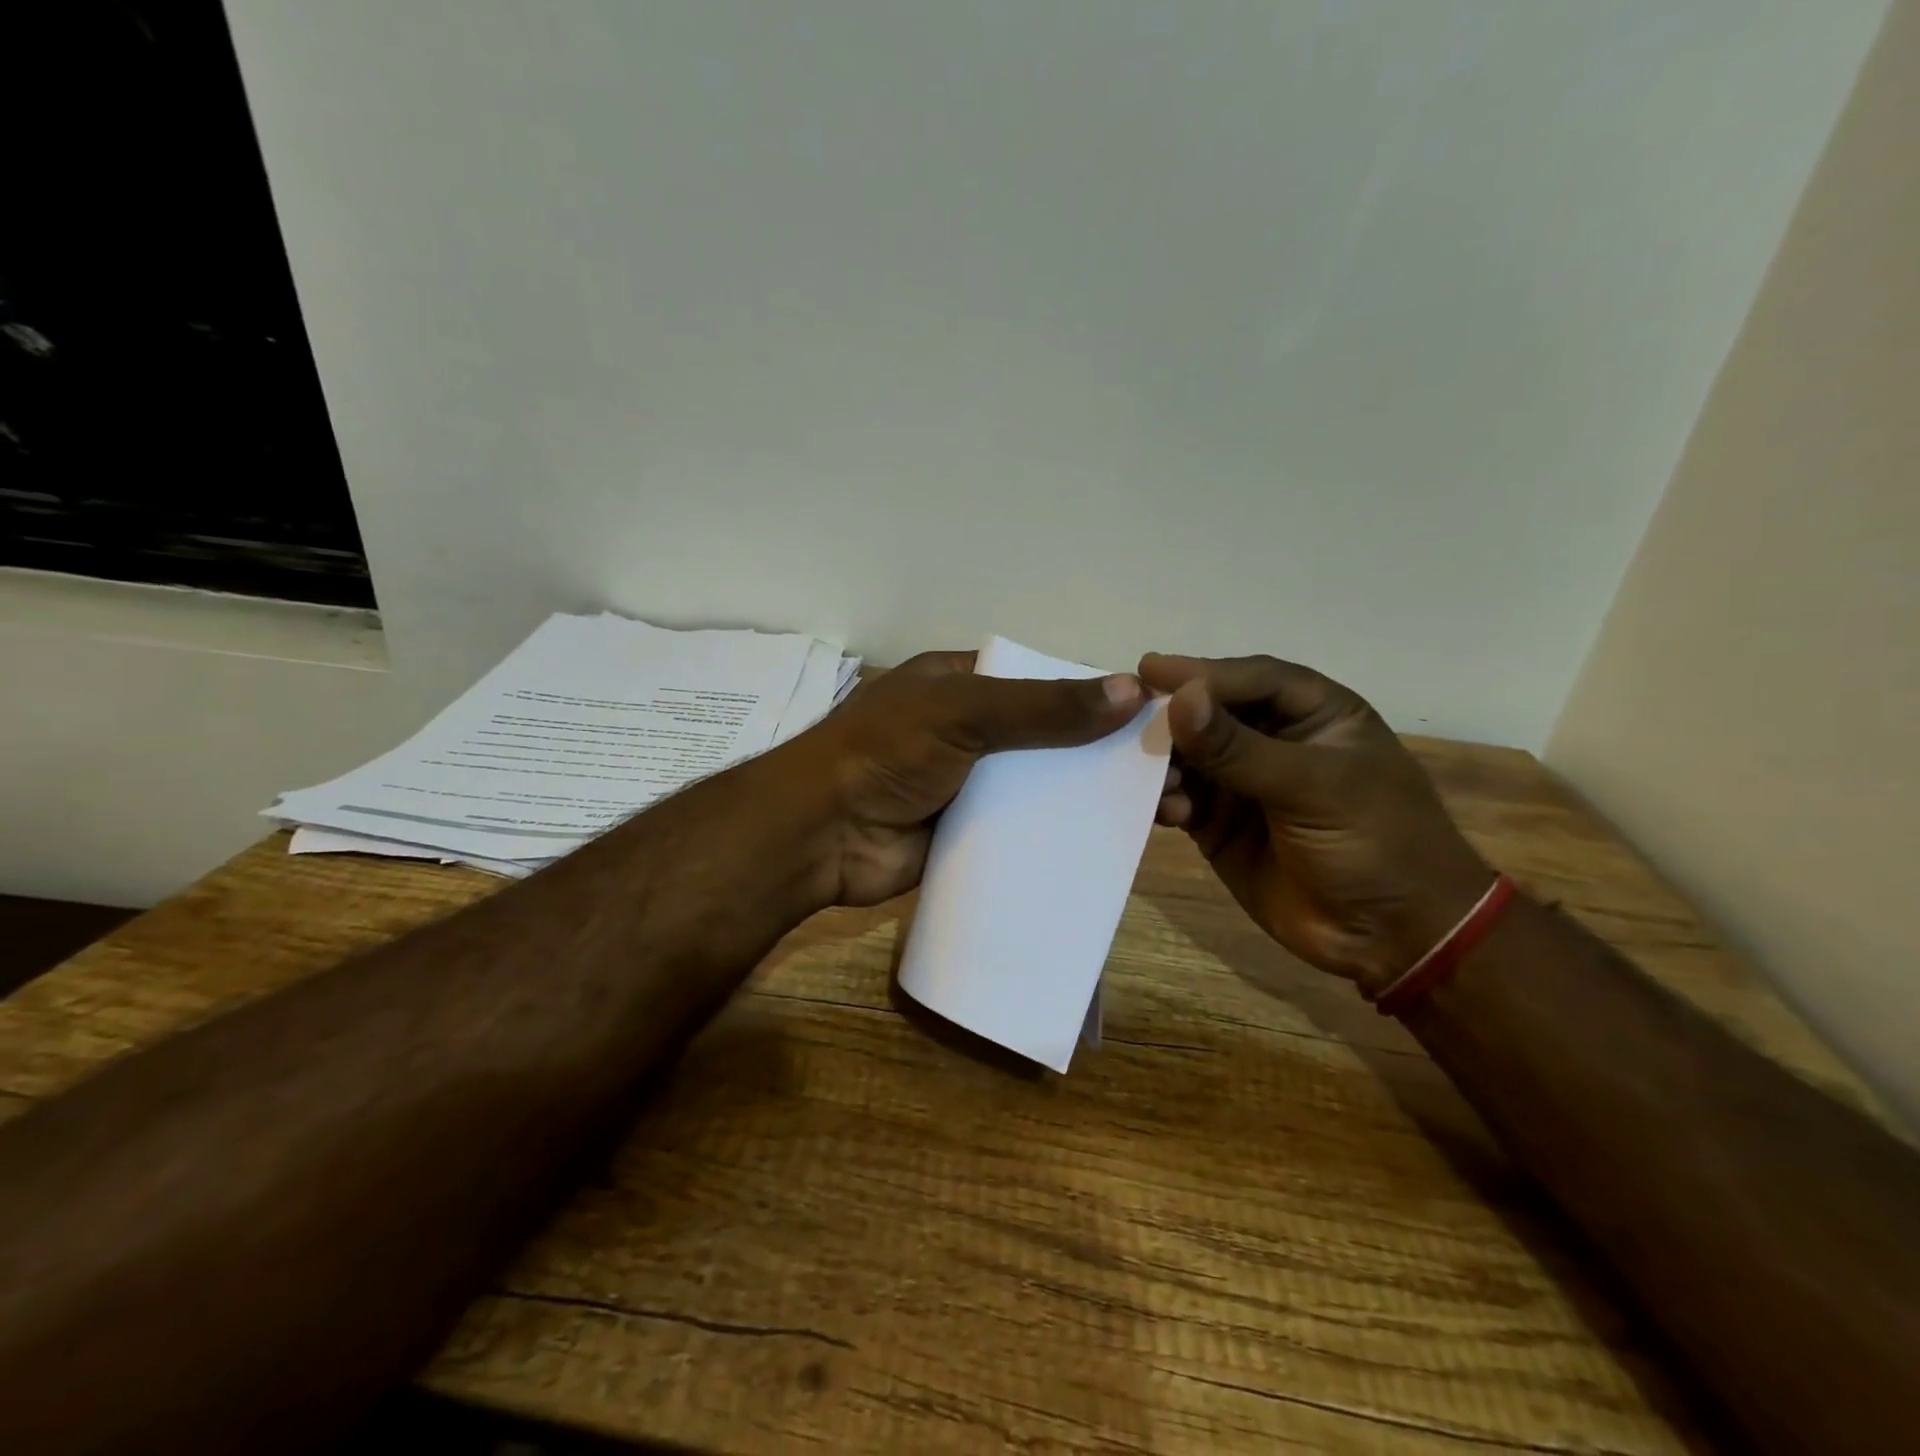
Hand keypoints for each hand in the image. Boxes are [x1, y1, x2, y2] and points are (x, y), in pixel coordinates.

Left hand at [785, 651, 1148, 906]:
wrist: (821, 834)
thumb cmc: (888, 752)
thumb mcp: (964, 711)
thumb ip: (1043, 706)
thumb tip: (1132, 691)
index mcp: (961, 684)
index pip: (1042, 681)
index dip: (1094, 695)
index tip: (1154, 716)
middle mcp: (968, 730)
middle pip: (1048, 737)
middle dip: (1103, 753)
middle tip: (1170, 773)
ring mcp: (969, 785)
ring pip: (1042, 786)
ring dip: (1090, 798)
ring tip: (1159, 813)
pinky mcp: (969, 833)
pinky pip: (1024, 831)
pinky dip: (1061, 836)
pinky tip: (1111, 848)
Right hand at [1138, 653, 1494, 993]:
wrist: (1393, 937)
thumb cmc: (1375, 843)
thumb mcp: (1314, 787)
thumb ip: (1239, 748)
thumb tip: (1179, 699)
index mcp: (1315, 715)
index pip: (1251, 679)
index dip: (1203, 673)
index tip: (1149, 671)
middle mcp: (1275, 741)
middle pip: (1212, 713)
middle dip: (1173, 716)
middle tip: (1125, 716)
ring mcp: (1244, 784)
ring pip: (1190, 757)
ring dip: (1165, 762)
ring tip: (1146, 773)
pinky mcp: (1220, 825)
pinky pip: (1181, 800)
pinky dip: (1167, 801)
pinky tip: (1168, 812)